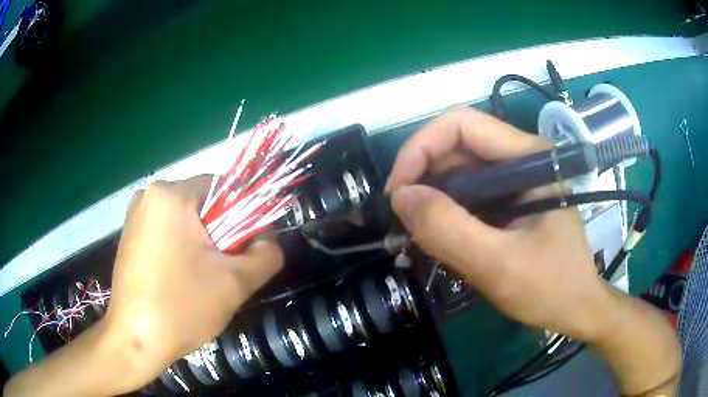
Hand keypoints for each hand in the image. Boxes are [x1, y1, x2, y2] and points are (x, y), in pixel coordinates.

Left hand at [104, 176, 282, 389]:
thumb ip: (266, 255)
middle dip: (219, 236)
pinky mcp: (128, 237)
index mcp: (171, 195)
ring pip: (184, 222)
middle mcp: (149, 196)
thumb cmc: (181, 307)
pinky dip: (179, 251)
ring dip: (200, 246)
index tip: (242, 251)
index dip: (241, 216)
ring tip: (200, 282)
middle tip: (222, 273)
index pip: (222, 188)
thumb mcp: (235, 283)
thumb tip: (269, 239)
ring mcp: (134, 216)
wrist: (135, 340)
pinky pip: (165, 234)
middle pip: (201, 206)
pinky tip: (179, 282)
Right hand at [386, 107, 609, 341]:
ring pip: (458, 171)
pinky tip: (434, 236)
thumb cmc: (550, 288)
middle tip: (401, 218)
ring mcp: (515, 179)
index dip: (421, 147)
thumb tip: (400, 197)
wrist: (576, 308)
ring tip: (413, 232)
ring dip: (429, 197)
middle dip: (421, 176)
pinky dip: (444, 211)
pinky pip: (466, 194)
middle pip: (456, 146)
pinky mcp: (509, 200)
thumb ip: (449, 230)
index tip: (398, 192)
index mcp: (529, 157)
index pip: (462, 124)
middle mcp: (521, 158)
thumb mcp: (499, 265)